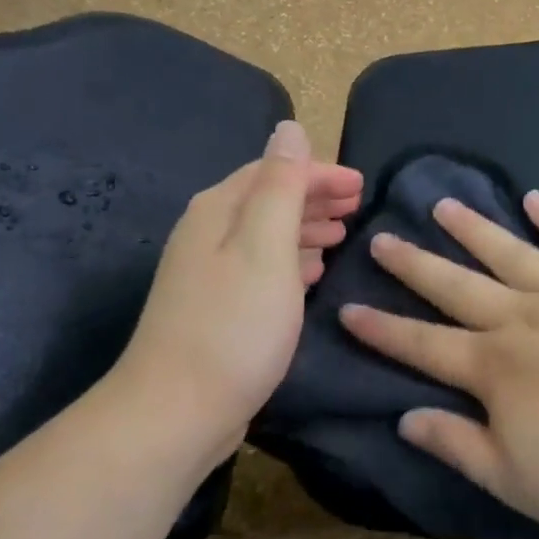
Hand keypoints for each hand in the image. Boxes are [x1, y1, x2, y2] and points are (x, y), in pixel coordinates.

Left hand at [109, 122, 362, 470]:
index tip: (362, 186)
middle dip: (313, 197)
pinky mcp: (216, 307)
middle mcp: (207, 233)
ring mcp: (208, 273)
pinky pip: (261, 267)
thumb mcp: (265, 247)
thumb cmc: (233, 325)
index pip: (273, 172)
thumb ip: (281, 185)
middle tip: (357, 206)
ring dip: (304, 227)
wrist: (177, 411)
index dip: (319, 173)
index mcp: (218, 210)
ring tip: (340, 234)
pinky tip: (311, 273)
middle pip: (267, 199)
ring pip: (265, 234)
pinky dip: (291, 261)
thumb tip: (289, 127)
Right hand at [340, 191, 538, 538]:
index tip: (348, 308)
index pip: (422, 345)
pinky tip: (534, 198)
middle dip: (414, 264)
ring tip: (441, 204)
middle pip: (456, 286)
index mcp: (494, 369)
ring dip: (471, 228)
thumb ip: (459, 445)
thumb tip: (405, 416)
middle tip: (381, 237)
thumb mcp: (519, 482)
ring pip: (507, 252)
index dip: (382, 329)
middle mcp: (521, 319)